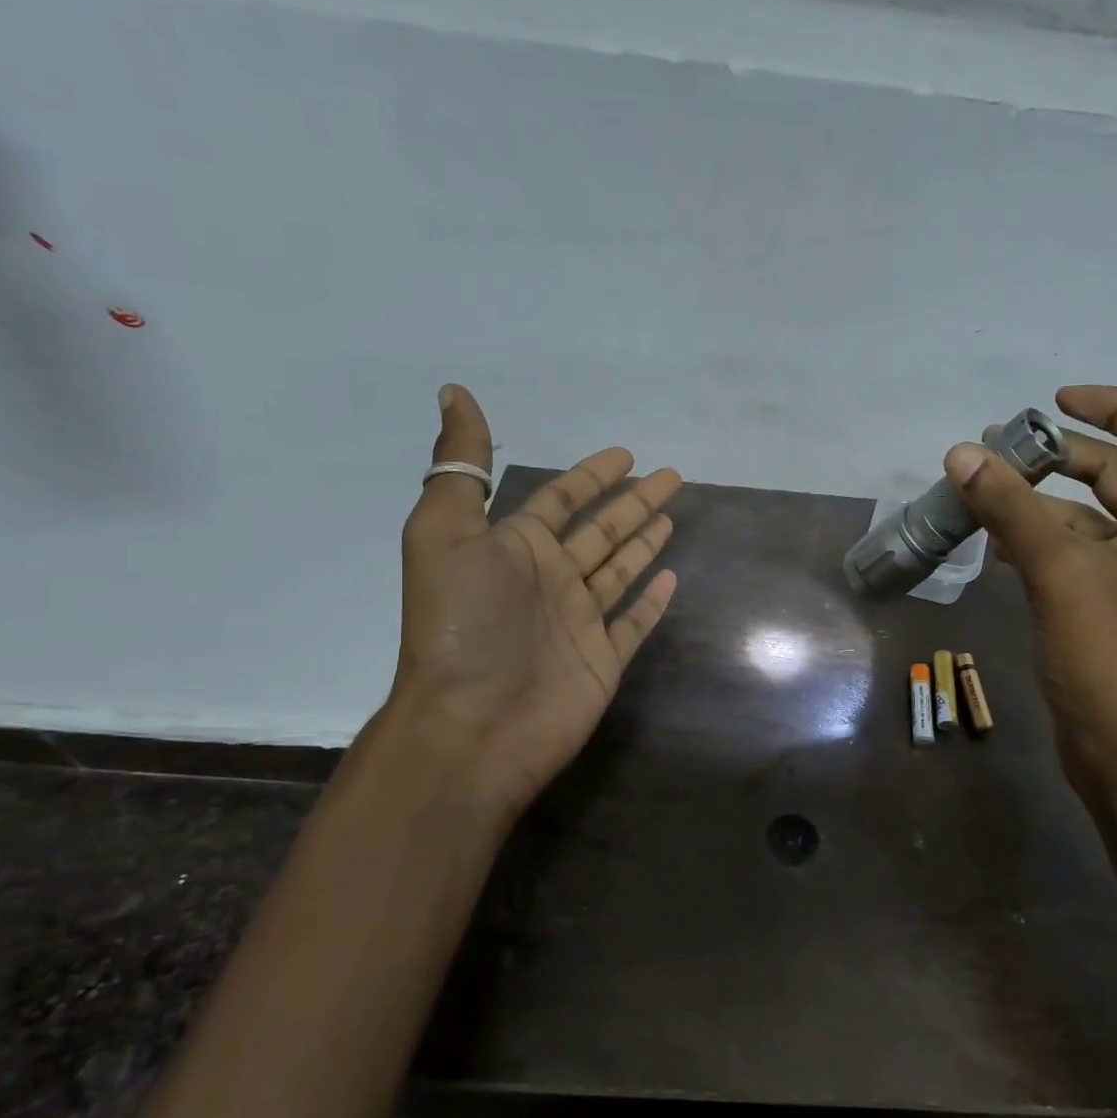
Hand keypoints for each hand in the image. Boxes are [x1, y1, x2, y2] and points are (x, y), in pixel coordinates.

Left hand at [391, 384, 680, 816]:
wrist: (472, 725)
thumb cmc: (462, 626)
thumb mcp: (445, 533)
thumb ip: (460, 467)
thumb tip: (454, 392)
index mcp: (516, 548)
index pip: (562, 499)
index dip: (592, 475)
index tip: (625, 454)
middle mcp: (550, 579)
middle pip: (602, 530)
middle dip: (634, 501)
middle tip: (671, 476)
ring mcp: (579, 621)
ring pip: (620, 570)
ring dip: (644, 543)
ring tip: (671, 517)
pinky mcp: (603, 659)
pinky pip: (633, 622)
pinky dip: (651, 601)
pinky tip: (671, 579)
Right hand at [945, 385, 1116, 800]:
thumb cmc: (1113, 657)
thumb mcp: (1060, 572)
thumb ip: (1011, 508)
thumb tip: (962, 453)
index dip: (1113, 406)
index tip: (1054, 402)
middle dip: (1062, 456)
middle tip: (1000, 450)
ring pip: (1092, 518)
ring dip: (1043, 502)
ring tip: (984, 492)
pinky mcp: (1114, 608)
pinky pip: (1079, 556)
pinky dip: (1042, 542)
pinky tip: (997, 543)